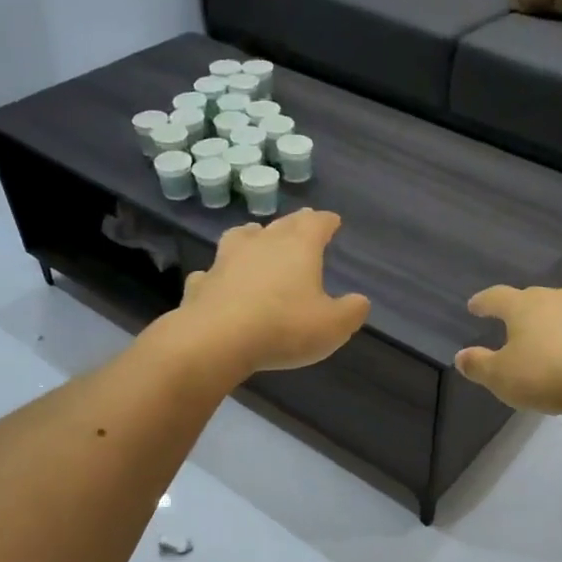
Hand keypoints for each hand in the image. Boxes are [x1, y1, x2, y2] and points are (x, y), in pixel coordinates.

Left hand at [169, 209, 369, 375]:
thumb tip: (359, 301)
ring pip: (241, 237)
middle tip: (302, 223)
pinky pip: (212, 272)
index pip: (316, 223)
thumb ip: (351, 311)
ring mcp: (227, 260)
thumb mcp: (333, 326)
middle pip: (281, 225)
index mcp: (298, 247)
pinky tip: (219, 281)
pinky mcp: (202, 283)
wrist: (217, 340)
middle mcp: (262, 244)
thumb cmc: (284, 327)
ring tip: (256, 237)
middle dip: (295, 224)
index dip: (326, 221)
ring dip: (252, 236)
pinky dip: (219, 274)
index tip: (333, 221)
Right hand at [454, 285, 561, 415]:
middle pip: (530, 298)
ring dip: (549, 322)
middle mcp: (554, 298)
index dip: (483, 302)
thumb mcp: (502, 377)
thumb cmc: (547, 375)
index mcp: (523, 305)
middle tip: (510, 323)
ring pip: (560, 310)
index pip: (496, 297)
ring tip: (544, 339)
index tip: (474, 306)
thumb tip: (461, 356)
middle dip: (518, 310)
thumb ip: (478, 365)